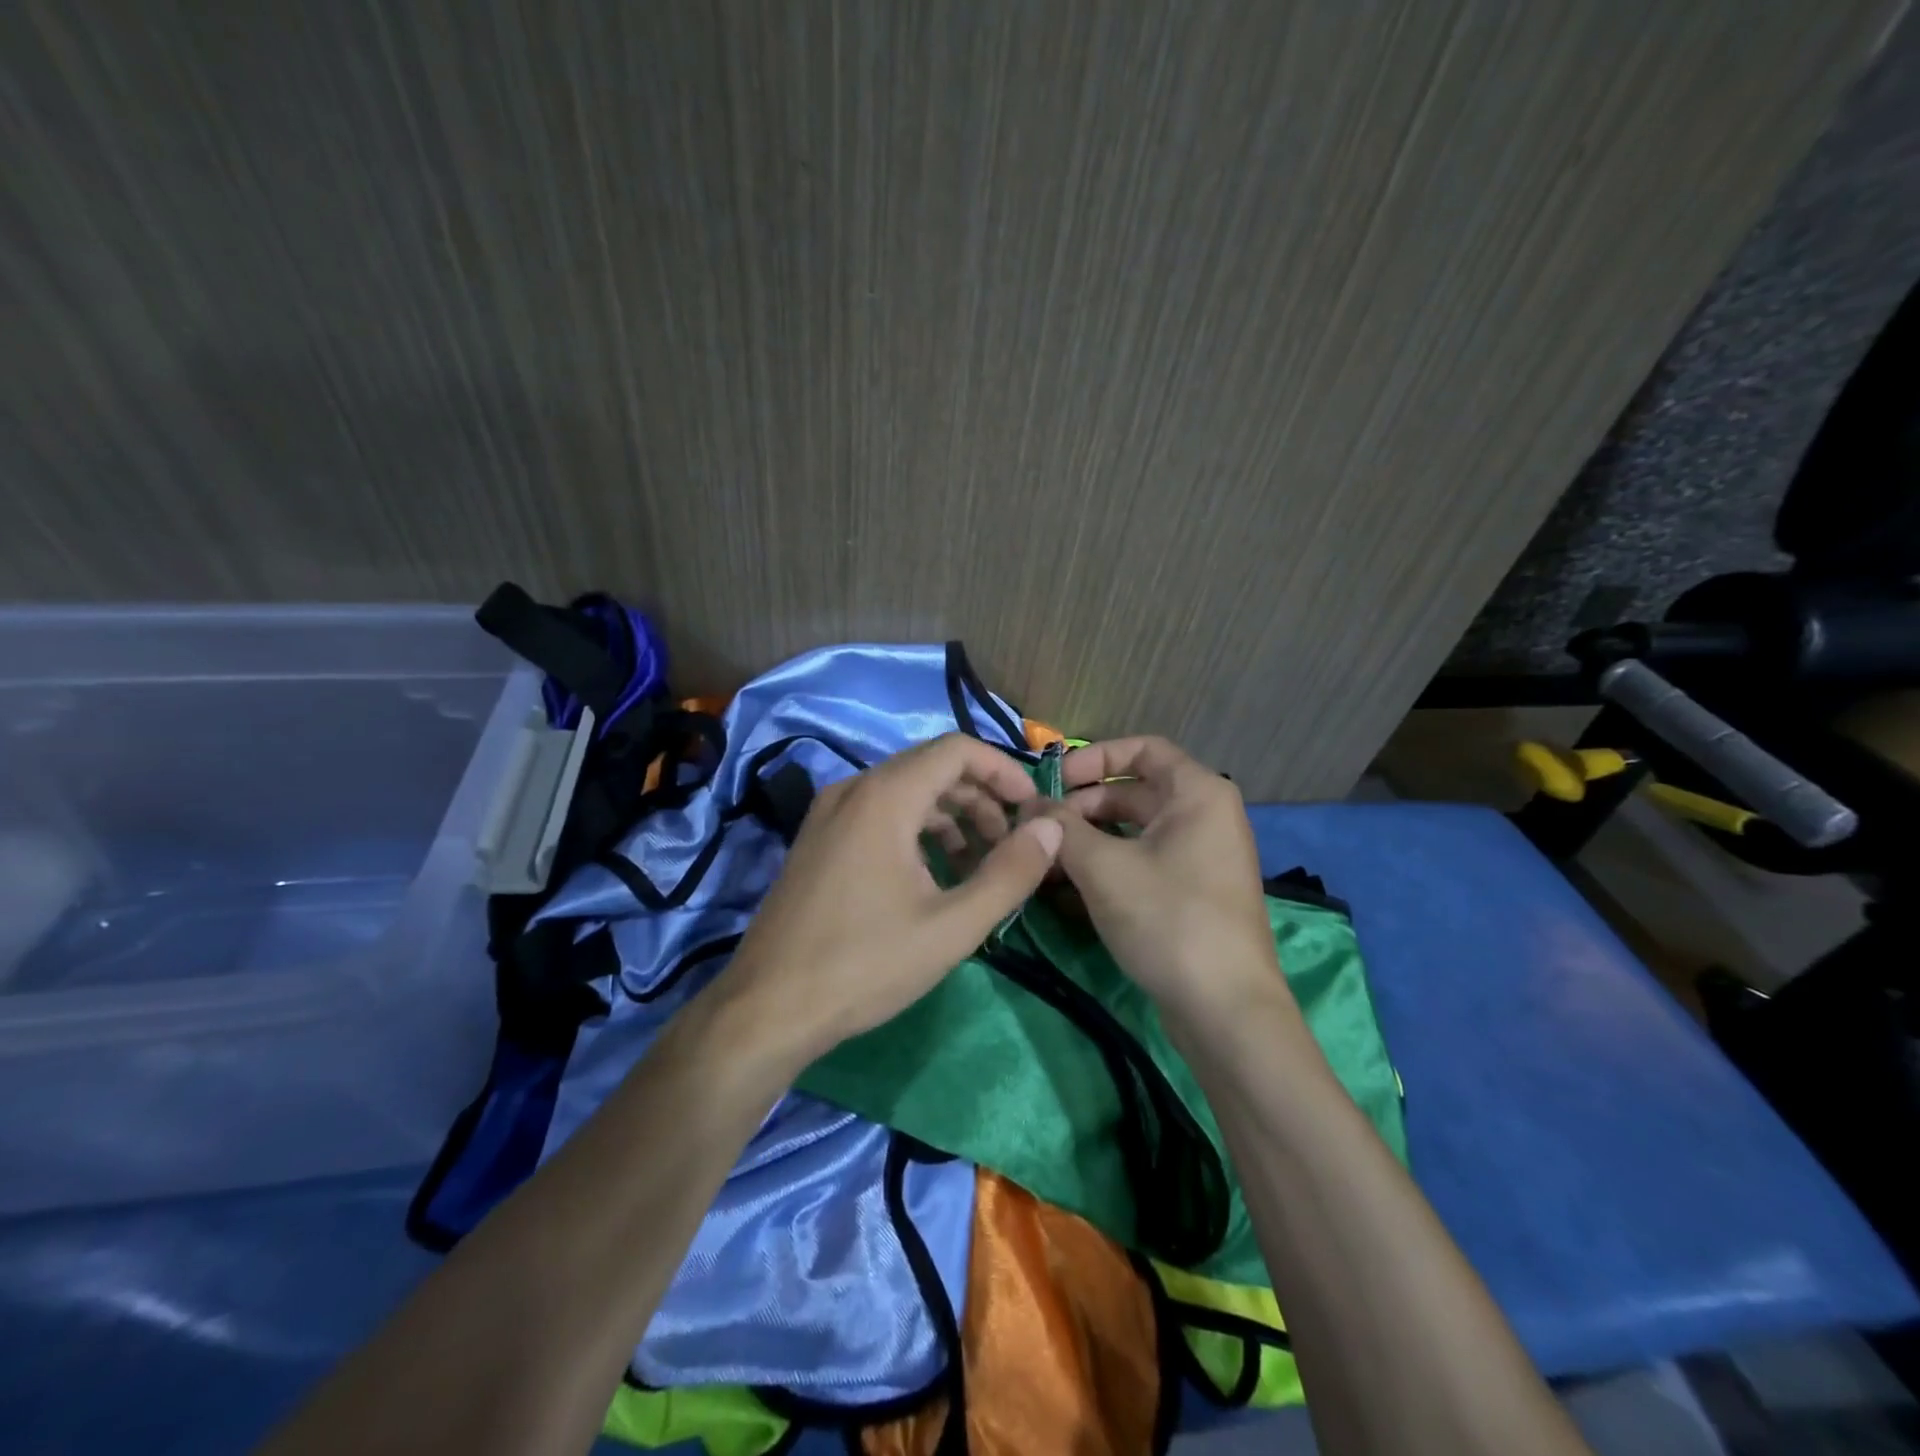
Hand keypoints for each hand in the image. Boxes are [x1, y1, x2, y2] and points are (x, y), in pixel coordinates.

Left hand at [718, 733, 1064, 1065]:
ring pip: (904, 791)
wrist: (767, 1008)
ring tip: (977, 867)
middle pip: (931, 767)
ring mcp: (828, 813)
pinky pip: (878, 813)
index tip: (1030, 809)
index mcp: (884, 797)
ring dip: (950, 817)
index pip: (956, 749)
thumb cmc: (864, 965)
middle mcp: (852, 790)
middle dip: (980, 798)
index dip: (1002, 771)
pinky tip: (932, 876)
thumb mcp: (952, 926)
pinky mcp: (817, 839)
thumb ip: (1009, 873)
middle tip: (1009, 845)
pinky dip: (916, 830)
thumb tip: (1051, 828)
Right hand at [1050, 736, 1289, 1027]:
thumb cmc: (1168, 918)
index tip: (1054, 781)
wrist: (1225, 1010)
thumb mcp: (1103, 868)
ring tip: (1046, 861)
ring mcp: (1201, 858)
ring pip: (1135, 831)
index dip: (1094, 758)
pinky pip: (1143, 863)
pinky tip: (1069, 889)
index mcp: (1198, 793)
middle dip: (1083, 806)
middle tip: (1041, 829)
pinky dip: (1108, 867)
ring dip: (1089, 840)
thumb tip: (1029, 806)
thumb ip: (1061, 829)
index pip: (1143, 749)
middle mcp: (1205, 817)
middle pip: (1134, 791)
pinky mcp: (1192, 894)